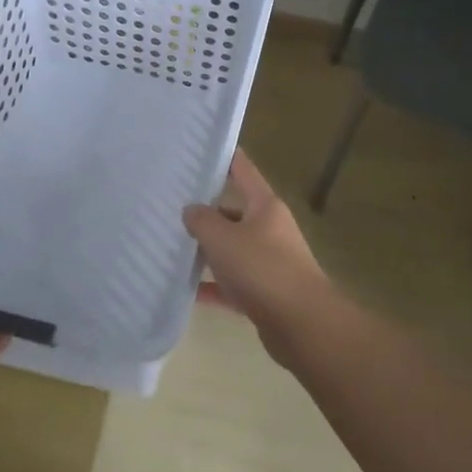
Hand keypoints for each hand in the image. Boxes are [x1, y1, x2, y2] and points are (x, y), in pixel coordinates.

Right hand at [183, 151, 336, 362]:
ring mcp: (269, 262)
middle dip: (206, 210)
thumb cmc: (262, 269)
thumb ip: (202, 220)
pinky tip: (185, 290)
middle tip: (170, 205)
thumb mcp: (223, 238)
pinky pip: (232, 285)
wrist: (301, 323)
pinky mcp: (265, 294)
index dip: (225, 158)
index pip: (243, 171)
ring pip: (232, 250)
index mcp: (266, 206)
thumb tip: (192, 210)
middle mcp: (270, 229)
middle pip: (234, 212)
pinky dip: (212, 286)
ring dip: (207, 250)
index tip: (202, 148)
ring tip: (170, 245)